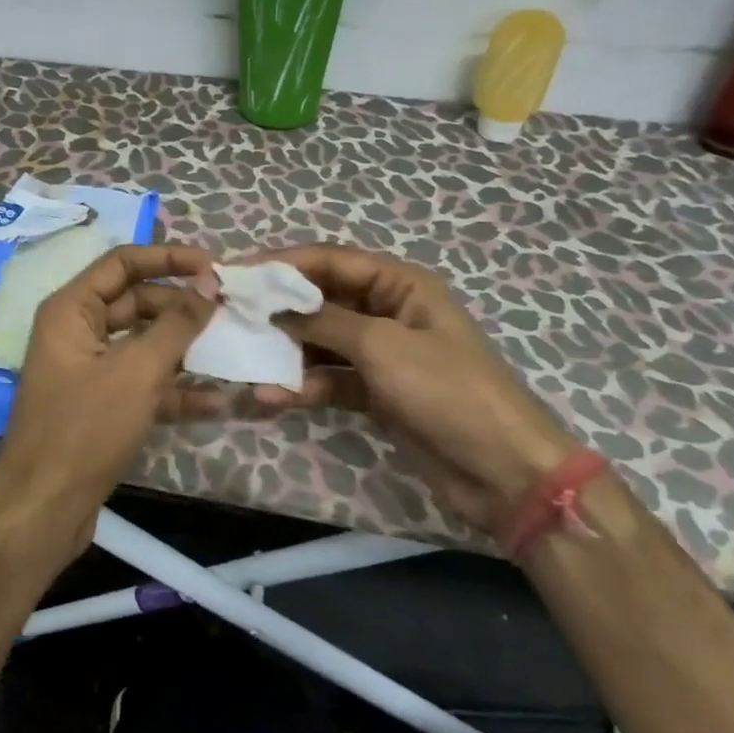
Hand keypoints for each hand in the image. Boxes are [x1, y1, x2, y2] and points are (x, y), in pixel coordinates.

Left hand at [0, 244, 220, 563]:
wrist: (43, 511)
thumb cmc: (85, 429)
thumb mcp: (137, 371)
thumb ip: (177, 324)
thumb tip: (210, 284)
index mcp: (71, 310)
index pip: (123, 263)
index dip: (169, 259)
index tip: (214, 267)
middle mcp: (76, 332)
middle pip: (136, 302)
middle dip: (181, 307)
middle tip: (229, 311)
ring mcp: (88, 370)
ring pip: (143, 344)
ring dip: (184, 348)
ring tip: (232, 349)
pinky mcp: (100, 406)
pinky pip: (142, 383)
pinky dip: (174, 389)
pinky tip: (216, 400)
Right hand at [256, 244, 575, 531]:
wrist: (501, 471)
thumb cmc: (446, 391)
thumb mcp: (383, 347)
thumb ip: (324, 321)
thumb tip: (275, 303)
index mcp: (401, 285)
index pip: (332, 261)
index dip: (284, 263)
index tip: (239, 271)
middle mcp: (388, 311)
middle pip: (323, 299)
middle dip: (280, 308)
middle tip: (232, 314)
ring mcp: (382, 354)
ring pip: (322, 341)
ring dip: (288, 351)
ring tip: (246, 359)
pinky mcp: (376, 393)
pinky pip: (331, 379)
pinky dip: (305, 385)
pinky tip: (275, 396)